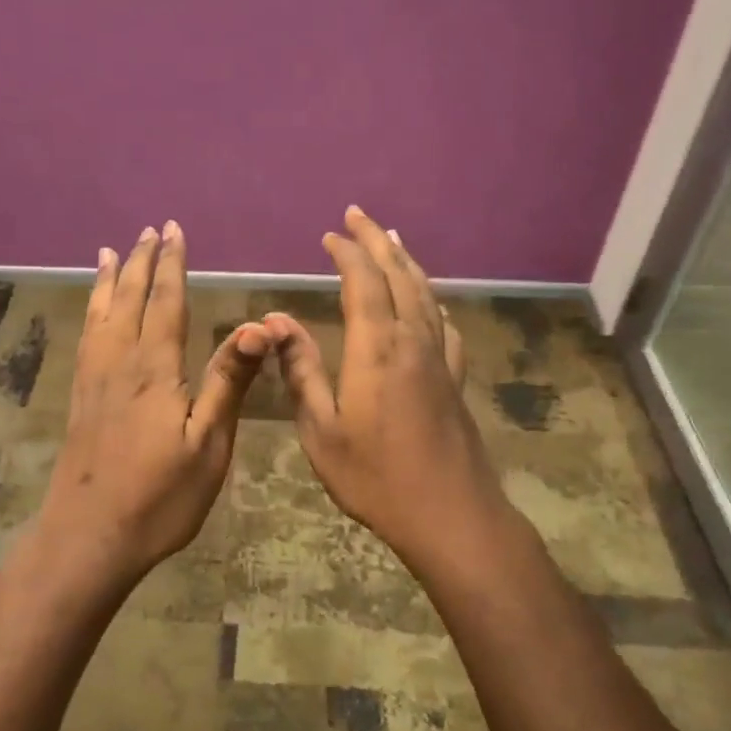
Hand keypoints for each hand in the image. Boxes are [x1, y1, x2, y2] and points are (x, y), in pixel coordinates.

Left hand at [38, 220, 270, 582]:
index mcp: (154, 369)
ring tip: (109, 252)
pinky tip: (92, 312)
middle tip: (148, 230)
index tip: (173, 230)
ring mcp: (94, 380)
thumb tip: (256, 324)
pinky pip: (86, 338)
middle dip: (140, 262)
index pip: (165, 302)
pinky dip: (90, 312)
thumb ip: (227, 381)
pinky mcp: (80, 399)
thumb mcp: (209, 444)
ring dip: (109, 280)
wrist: (89, 537)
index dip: (171, 265)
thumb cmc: (159, 497)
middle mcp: (119, 363)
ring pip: (101, 315)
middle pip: (129, 300)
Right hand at [266, 207, 522, 570]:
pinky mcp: (455, 380)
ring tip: (393, 241)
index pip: (363, 282)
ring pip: (425, 295)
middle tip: (359, 216)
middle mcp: (412, 340)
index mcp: (376, 348)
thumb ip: (300, 369)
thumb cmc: (375, 476)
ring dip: (407, 263)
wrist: (450, 515)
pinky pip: (445, 326)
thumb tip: (275, 320)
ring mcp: (440, 359)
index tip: (330, 235)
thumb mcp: (321, 428)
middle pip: (399, 276)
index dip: (347, 253)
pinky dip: (433, 304)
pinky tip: (431, 306)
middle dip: (377, 242)